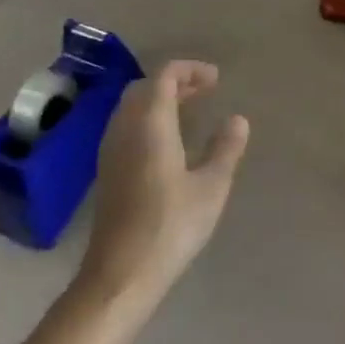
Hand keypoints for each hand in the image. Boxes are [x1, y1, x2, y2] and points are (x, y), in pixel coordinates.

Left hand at [79, 61, 249, 303]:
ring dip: (160, 99)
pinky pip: (127, 126)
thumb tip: (237, 119)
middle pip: (145, 87)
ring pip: (132, 107)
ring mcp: (111, 150)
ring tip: (190, 110)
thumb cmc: (170, 226)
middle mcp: (125, 128)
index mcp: (151, 123)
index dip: (190, 69)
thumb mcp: (211, 187)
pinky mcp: (107, 171)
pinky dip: (148, 118)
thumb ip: (225, 148)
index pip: (165, 75)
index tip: (216, 79)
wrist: (120, 274)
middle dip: (175, 81)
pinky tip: (168, 142)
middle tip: (205, 91)